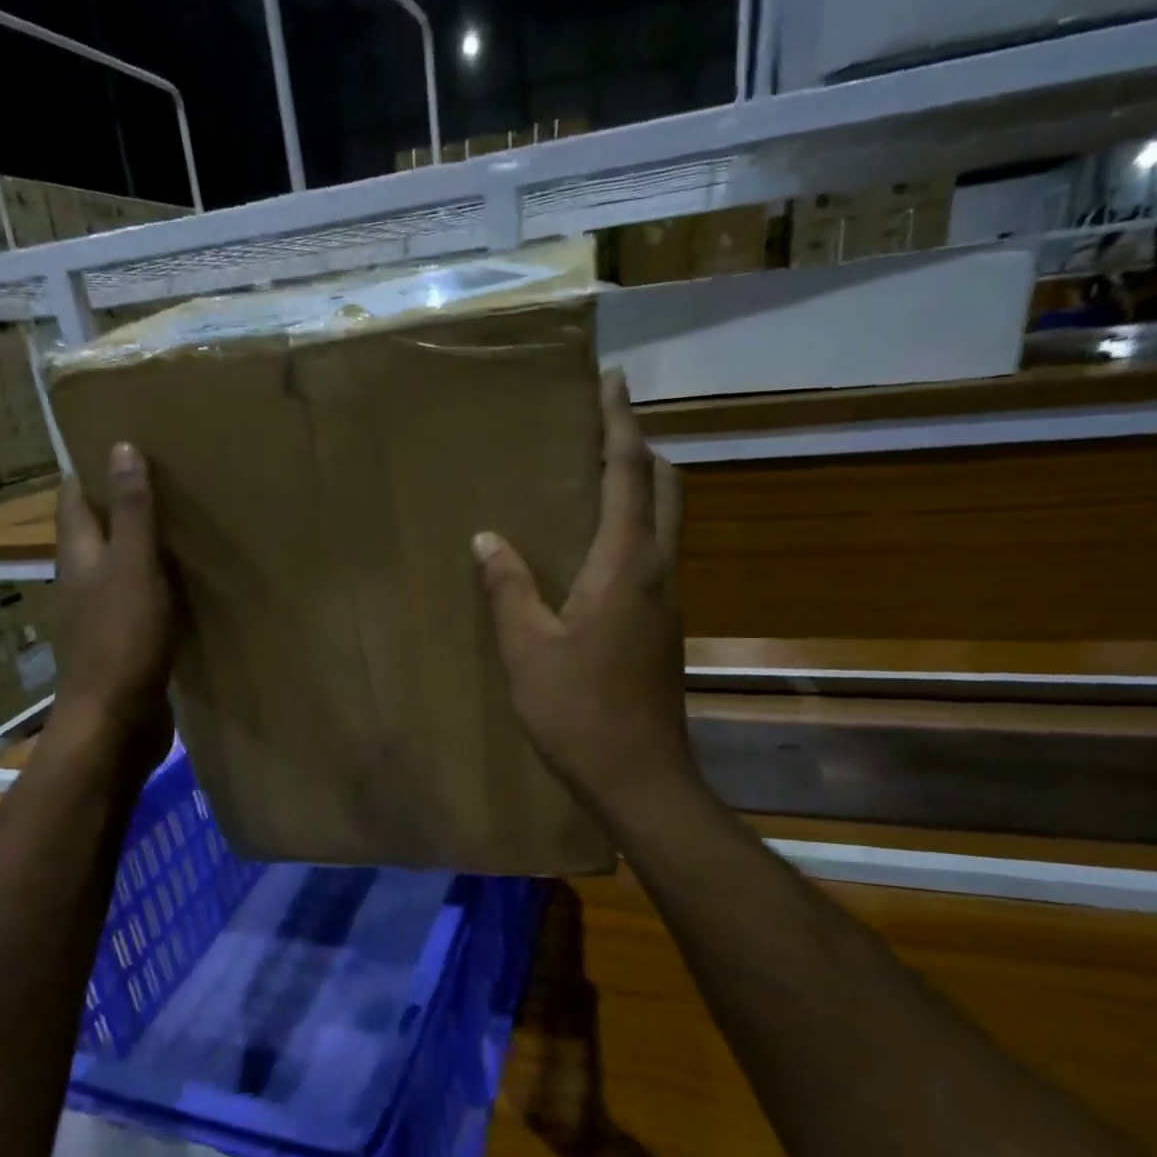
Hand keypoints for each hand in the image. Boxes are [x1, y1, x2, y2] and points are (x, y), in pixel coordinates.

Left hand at [47, 442, 175, 763]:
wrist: (117, 721)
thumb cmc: (122, 639)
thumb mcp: (133, 567)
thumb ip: (132, 513)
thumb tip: (120, 448)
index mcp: (79, 555)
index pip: (74, 498)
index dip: (92, 469)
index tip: (125, 445)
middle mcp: (83, 581)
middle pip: (97, 531)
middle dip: (123, 506)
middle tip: (168, 482)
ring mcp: (102, 616)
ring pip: (121, 569)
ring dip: (144, 549)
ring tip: (185, 528)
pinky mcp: (125, 645)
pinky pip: (141, 603)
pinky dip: (159, 588)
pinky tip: (188, 587)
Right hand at [474, 370, 691, 811]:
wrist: (639, 776)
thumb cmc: (578, 710)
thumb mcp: (527, 648)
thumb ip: (508, 586)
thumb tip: (487, 538)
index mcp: (627, 564)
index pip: (629, 473)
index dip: (620, 423)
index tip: (612, 380)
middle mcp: (660, 571)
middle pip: (666, 488)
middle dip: (640, 449)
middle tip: (601, 431)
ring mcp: (669, 600)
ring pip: (667, 522)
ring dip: (642, 488)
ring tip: (595, 479)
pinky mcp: (665, 627)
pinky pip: (656, 555)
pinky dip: (636, 528)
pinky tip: (598, 549)